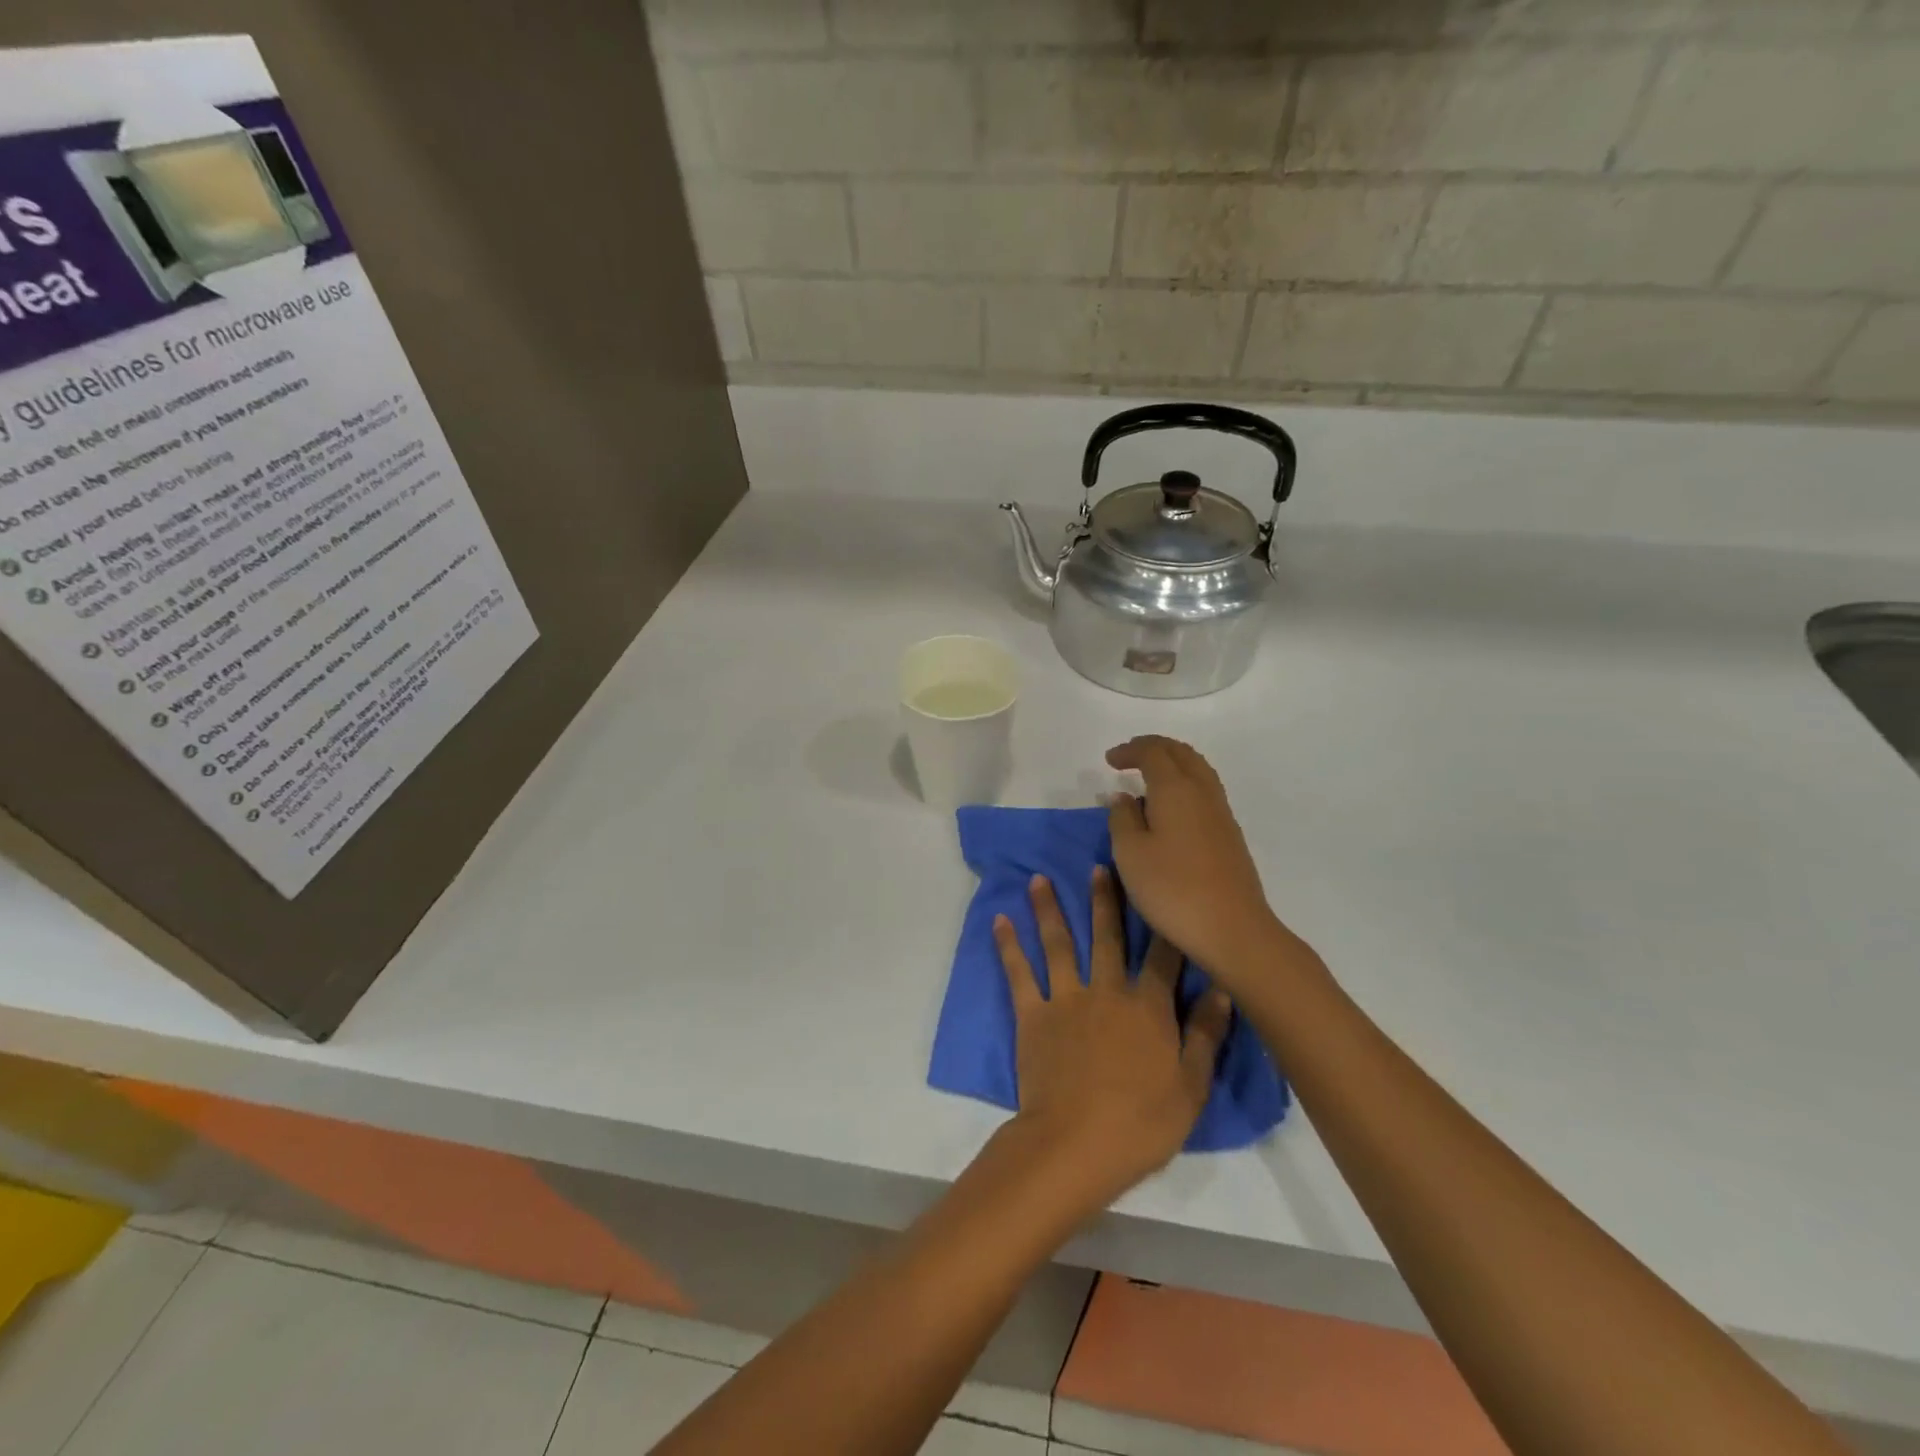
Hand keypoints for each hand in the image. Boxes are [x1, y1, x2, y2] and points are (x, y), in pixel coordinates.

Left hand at [994, 867, 1229, 1205]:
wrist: (1075, 1144)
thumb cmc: (1141, 1124)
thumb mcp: (1191, 1088)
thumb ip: (1205, 1035)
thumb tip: (1223, 990)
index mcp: (1147, 1007)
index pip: (1162, 958)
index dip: (1165, 925)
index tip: (1163, 892)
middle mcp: (1107, 991)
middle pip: (1108, 937)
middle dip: (1105, 900)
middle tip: (1099, 866)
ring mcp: (1066, 999)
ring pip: (1059, 943)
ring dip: (1049, 909)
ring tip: (1038, 878)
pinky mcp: (1032, 1015)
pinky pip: (1019, 973)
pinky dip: (1008, 945)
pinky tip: (999, 920)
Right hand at [1105, 736, 1291, 990]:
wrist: (1233, 929)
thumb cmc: (1172, 888)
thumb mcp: (1130, 853)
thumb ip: (1122, 818)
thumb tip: (1124, 797)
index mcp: (1175, 789)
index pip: (1153, 752)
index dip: (1130, 750)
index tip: (1109, 760)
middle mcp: (1202, 792)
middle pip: (1181, 753)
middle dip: (1153, 748)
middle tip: (1129, 757)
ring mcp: (1221, 814)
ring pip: (1198, 770)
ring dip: (1172, 764)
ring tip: (1149, 778)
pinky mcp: (1230, 835)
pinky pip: (1205, 791)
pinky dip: (1184, 784)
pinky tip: (1171, 808)